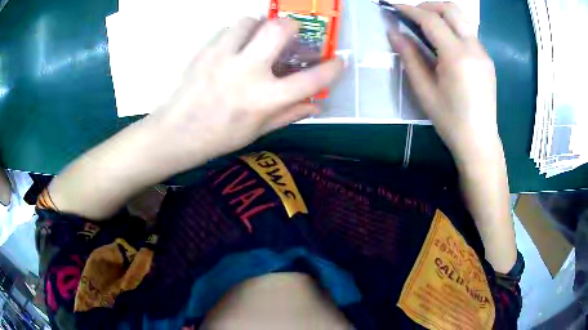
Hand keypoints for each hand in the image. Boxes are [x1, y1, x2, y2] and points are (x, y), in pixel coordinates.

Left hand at [149, 17, 342, 171]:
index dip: (331, 68)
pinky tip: (234, 47)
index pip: (310, 80)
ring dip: (259, 25)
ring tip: (255, 38)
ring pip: (250, 21)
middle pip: (279, 30)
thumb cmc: (219, 137)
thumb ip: (289, 114)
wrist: (177, 133)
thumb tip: (317, 105)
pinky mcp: (205, 51)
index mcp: (265, 99)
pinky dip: (237, 33)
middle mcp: (248, 72)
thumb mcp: (258, 131)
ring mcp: (224, 58)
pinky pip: (227, 29)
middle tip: (288, 35)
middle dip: (291, 27)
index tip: (338, 60)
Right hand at [388, 2, 498, 160]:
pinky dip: (452, 28)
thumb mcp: (424, 90)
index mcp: (457, 56)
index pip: (432, 20)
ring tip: (426, 26)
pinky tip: (444, 43)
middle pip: (451, 9)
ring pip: (462, 18)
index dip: (410, 10)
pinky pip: (468, 33)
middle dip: (429, 5)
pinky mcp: (487, 59)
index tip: (394, 8)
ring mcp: (483, 52)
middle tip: (412, 15)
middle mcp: (473, 48)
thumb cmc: (450, 120)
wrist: (479, 140)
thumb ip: (409, 56)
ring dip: (442, 14)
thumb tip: (393, 32)